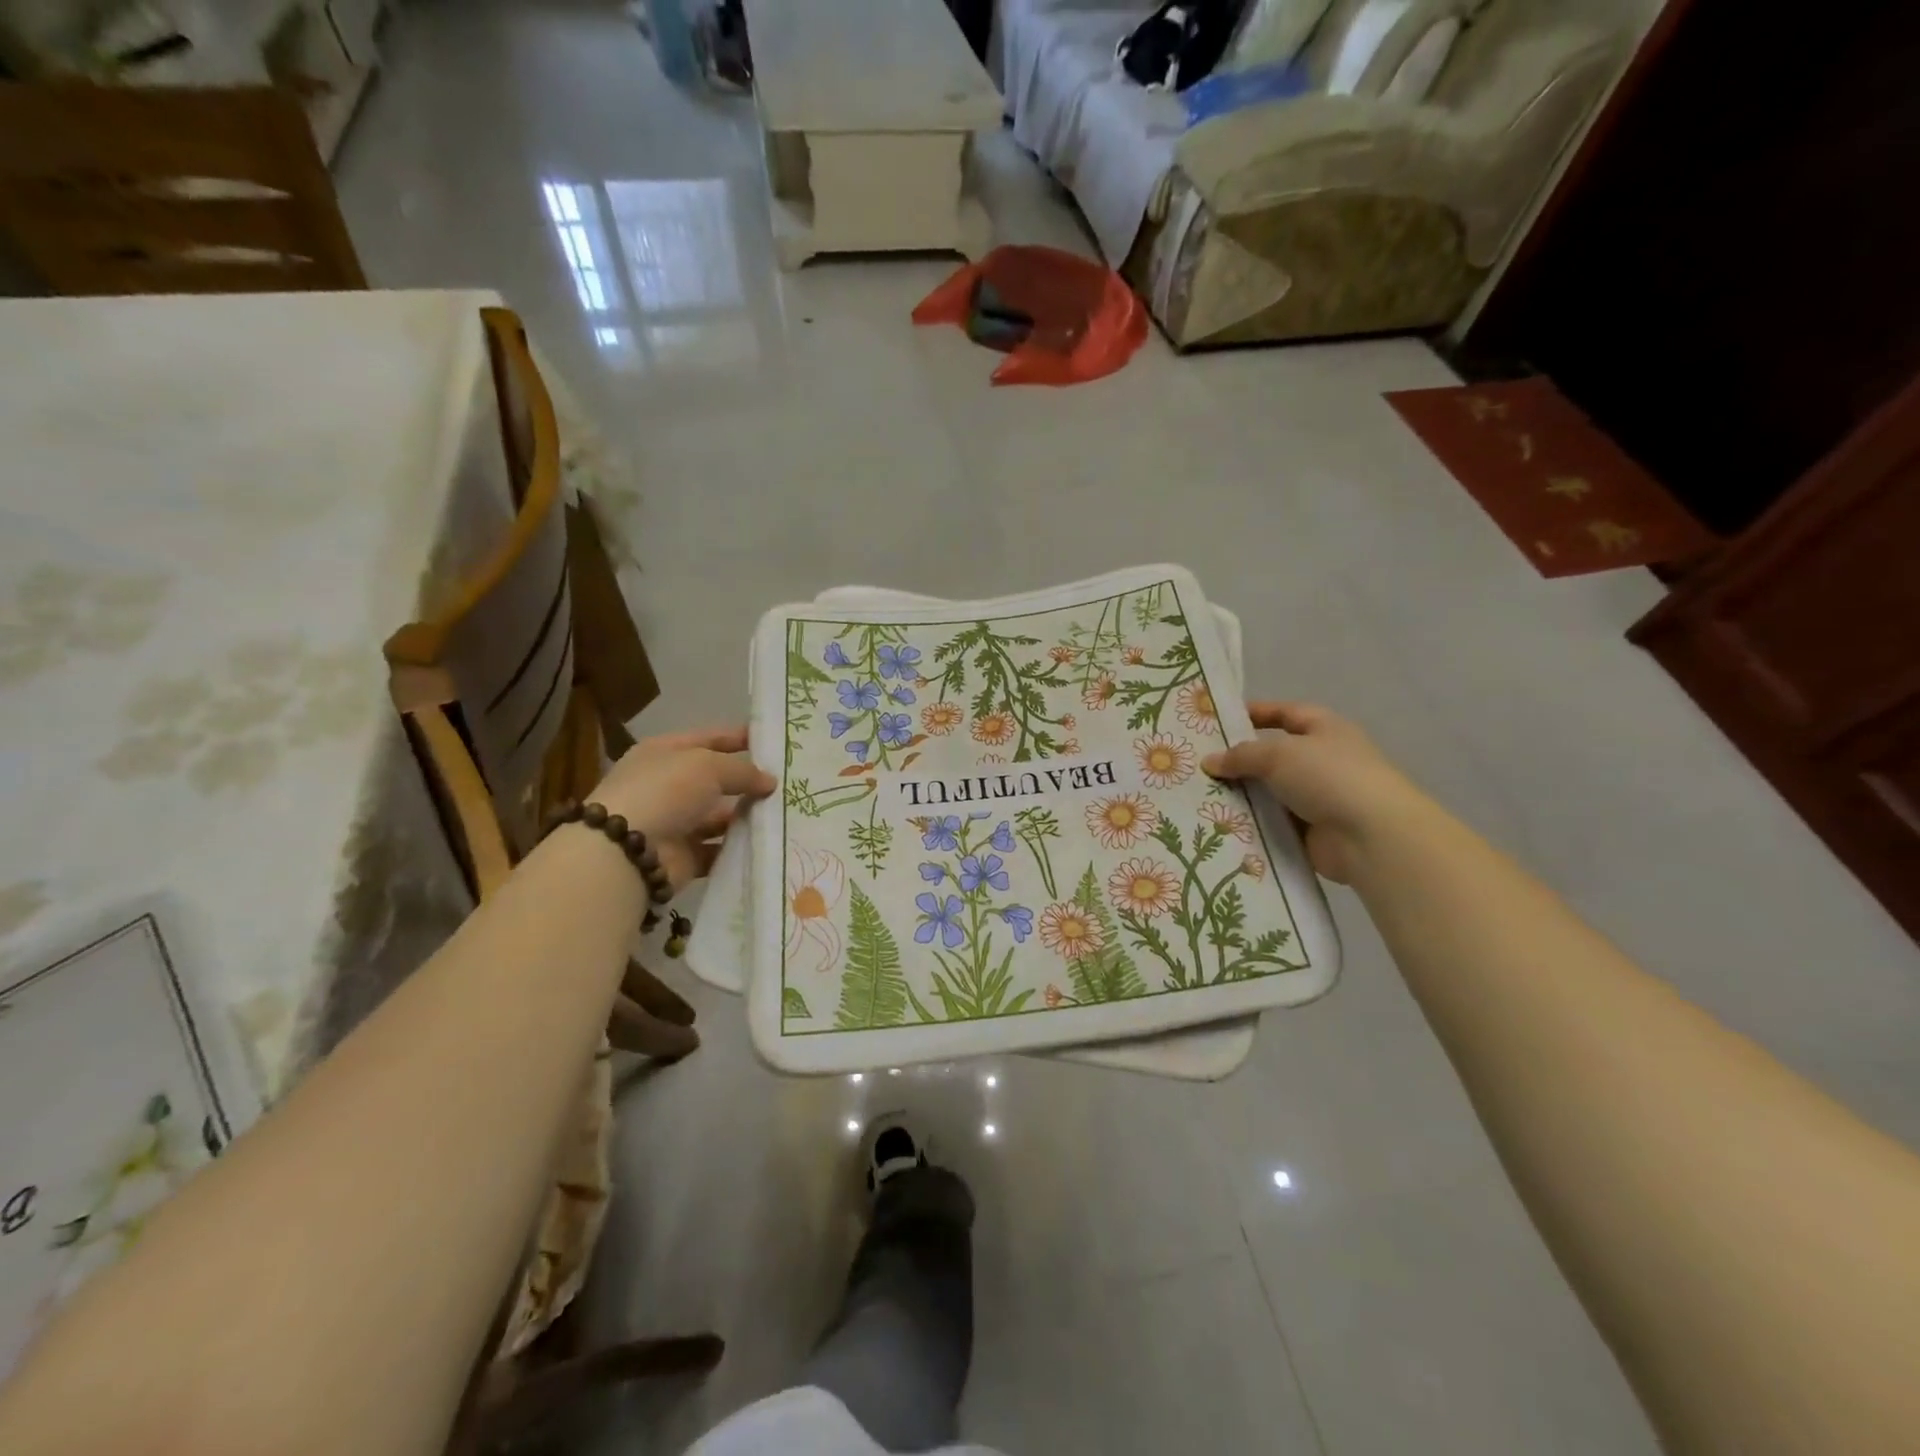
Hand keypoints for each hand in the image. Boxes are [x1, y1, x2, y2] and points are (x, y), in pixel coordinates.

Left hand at [588, 726, 775, 892]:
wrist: (627, 851)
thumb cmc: (665, 792)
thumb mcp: (708, 766)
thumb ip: (743, 771)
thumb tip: (770, 782)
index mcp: (665, 753)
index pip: (709, 739)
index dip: (739, 738)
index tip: (774, 742)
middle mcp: (668, 785)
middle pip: (716, 780)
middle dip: (749, 781)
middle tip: (788, 783)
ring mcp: (674, 822)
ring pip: (719, 816)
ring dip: (747, 816)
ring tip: (785, 814)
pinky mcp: (682, 856)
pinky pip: (717, 849)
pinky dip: (738, 847)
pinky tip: (767, 843)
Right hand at [1202, 702, 1431, 883]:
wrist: (1372, 837)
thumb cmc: (1329, 777)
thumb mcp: (1278, 754)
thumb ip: (1241, 755)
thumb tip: (1209, 762)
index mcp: (1325, 729)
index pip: (1285, 713)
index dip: (1256, 713)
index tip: (1218, 720)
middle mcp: (1323, 760)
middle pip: (1273, 755)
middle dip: (1239, 760)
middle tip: (1198, 763)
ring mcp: (1318, 797)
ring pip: (1270, 792)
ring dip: (1242, 795)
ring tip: (1200, 795)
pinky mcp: (1311, 831)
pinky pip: (1273, 822)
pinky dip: (1252, 823)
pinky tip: (1219, 823)